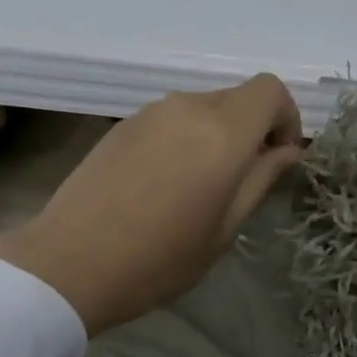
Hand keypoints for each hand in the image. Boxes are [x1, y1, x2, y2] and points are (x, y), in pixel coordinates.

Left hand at [0, 75, 302, 335]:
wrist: (69, 265)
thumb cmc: (158, 261)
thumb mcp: (223, 231)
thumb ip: (259, 181)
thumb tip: (287, 151)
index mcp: (221, 134)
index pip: (270, 91)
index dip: (287, 119)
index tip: (280, 159)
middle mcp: (186, 108)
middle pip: (237, 97)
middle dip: (253, 129)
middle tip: (243, 181)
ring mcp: (148, 113)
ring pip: (202, 107)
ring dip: (217, 135)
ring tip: (200, 188)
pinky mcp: (121, 126)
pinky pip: (169, 119)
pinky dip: (184, 139)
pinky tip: (164, 185)